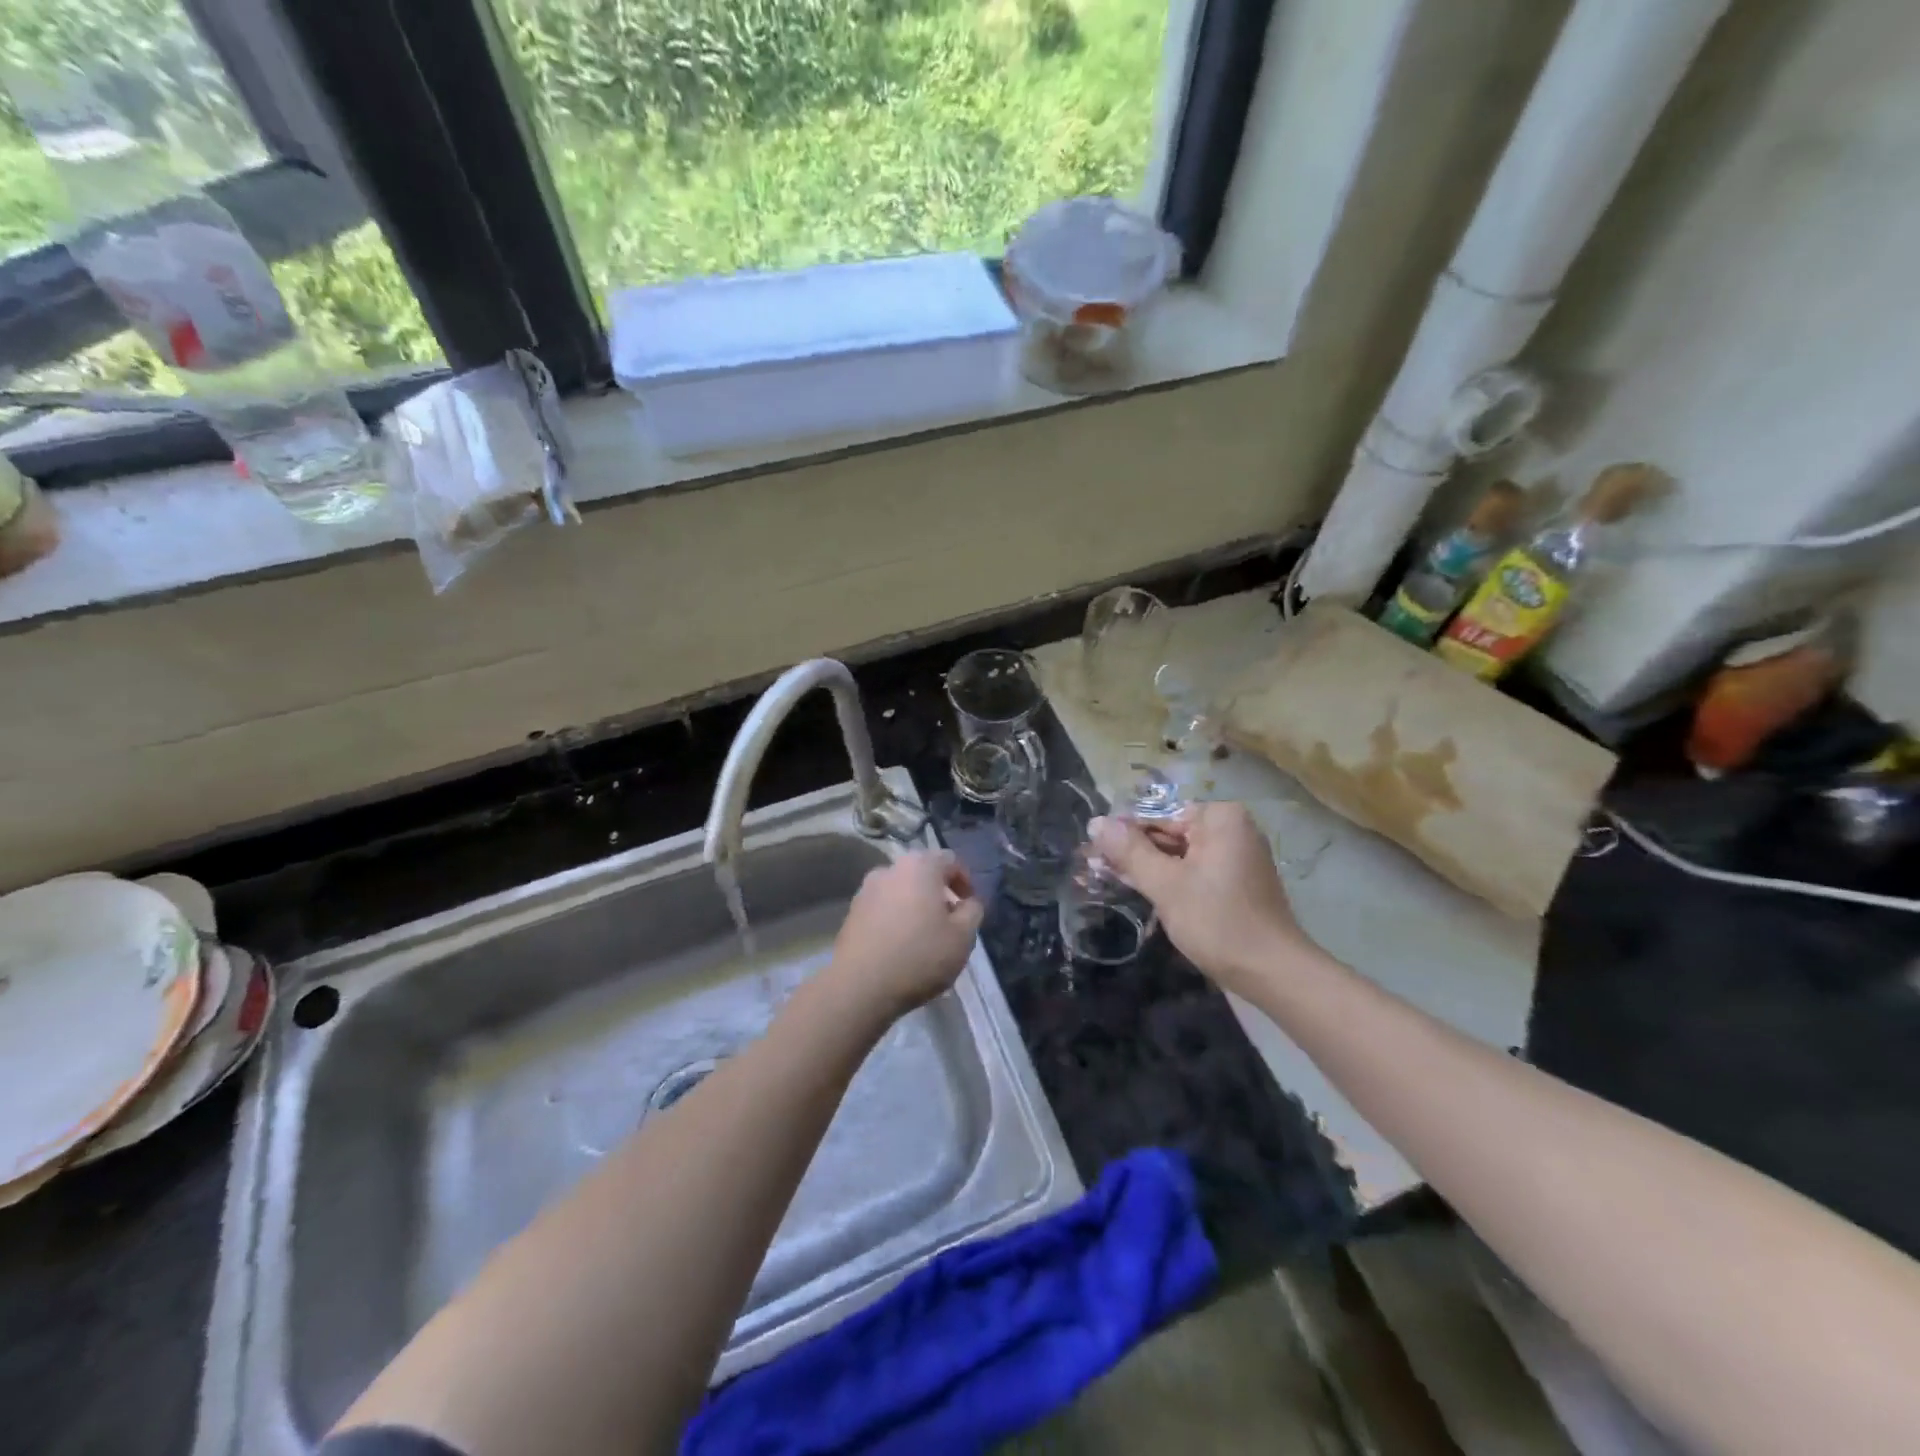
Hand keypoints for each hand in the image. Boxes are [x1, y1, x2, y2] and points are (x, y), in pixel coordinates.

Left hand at [827, 850, 983, 1019]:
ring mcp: (866, 889)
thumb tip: (968, 902)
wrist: (860, 986)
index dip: (966, 881)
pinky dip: (896, 918)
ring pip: (901, 890)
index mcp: (920, 866)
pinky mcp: (852, 912)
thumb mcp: (963, 937)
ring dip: (916, 905)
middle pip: (923, 873)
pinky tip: (900, 945)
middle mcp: (890, 868)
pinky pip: (883, 907)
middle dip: (939, 893)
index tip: (970, 907)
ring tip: (924, 935)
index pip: (951, 860)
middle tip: (950, 921)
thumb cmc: (920, 956)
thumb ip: (973, 911)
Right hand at [1088, 802, 1310, 993]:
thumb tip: (1096, 822)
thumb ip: (1129, 851)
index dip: (1122, 834)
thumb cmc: (1217, 922)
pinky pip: (1194, 870)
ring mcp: (1237, 856)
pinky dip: (1170, 880)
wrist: (1272, 972)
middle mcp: (1232, 829)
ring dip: (1148, 868)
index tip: (1092, 852)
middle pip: (1169, 834)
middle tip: (1095, 869)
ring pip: (1179, 855)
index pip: (1157, 816)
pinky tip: (1141, 892)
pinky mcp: (1236, 882)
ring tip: (1109, 880)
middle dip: (1134, 852)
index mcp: (1220, 818)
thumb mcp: (1165, 884)